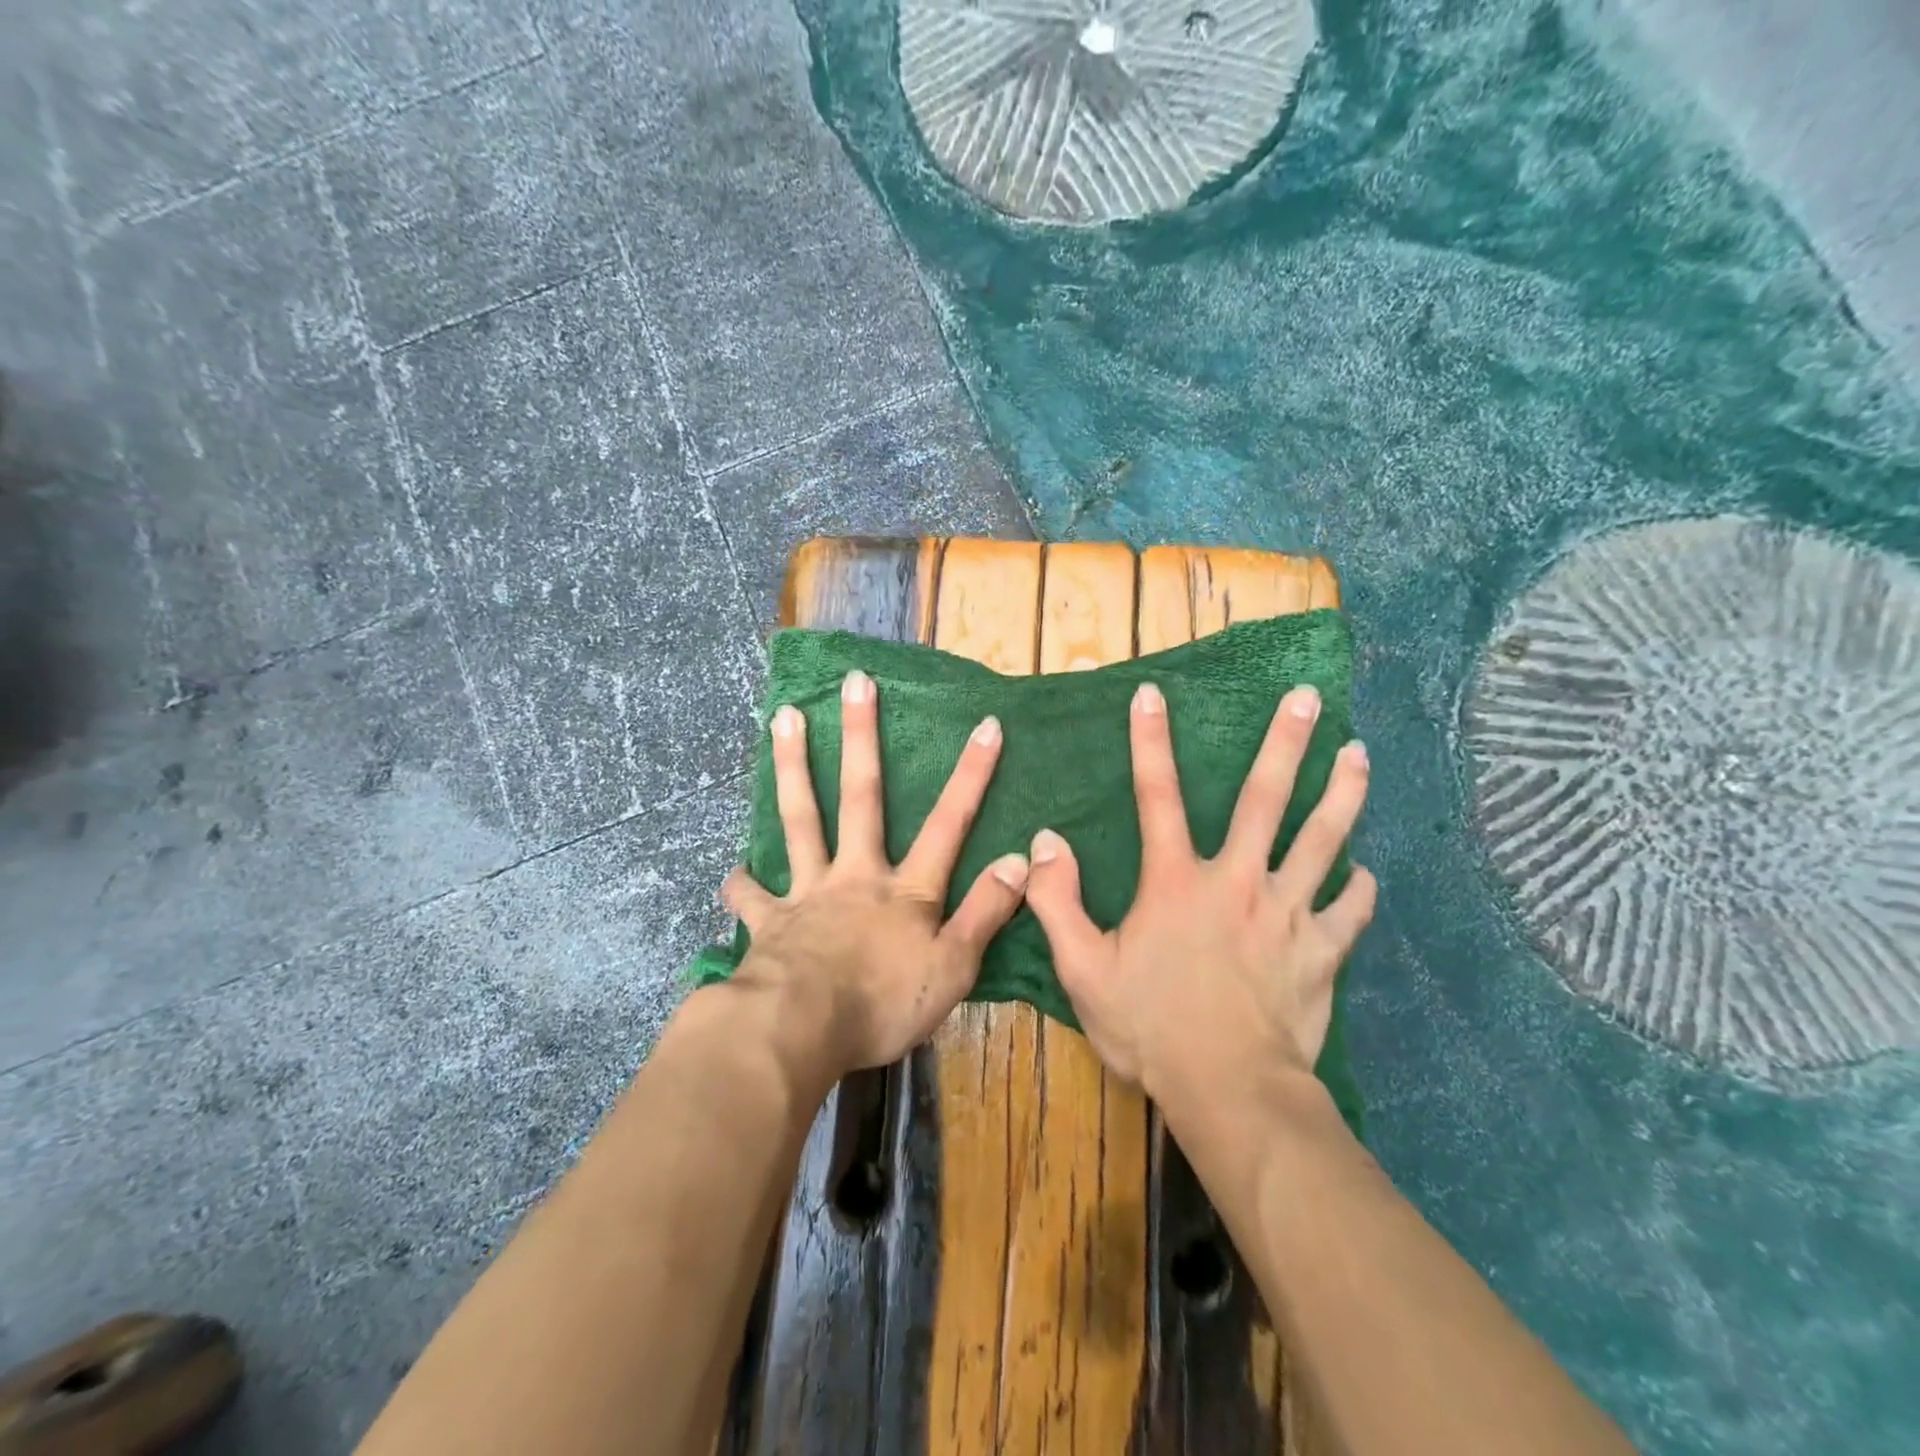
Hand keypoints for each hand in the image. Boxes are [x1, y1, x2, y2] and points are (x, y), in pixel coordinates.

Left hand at [720, 668, 1030, 1075]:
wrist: (798, 1031)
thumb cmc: (882, 1004)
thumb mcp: (952, 968)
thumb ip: (985, 913)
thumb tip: (1020, 860)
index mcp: (905, 890)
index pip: (948, 824)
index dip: (971, 775)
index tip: (985, 724)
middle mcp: (855, 875)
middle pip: (861, 796)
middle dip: (862, 737)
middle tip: (853, 683)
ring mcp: (808, 893)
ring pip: (801, 818)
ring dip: (794, 766)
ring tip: (784, 718)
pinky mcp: (770, 921)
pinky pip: (752, 896)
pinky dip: (742, 883)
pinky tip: (733, 870)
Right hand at [1025, 682, 1374, 1102]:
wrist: (1229, 1090)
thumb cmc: (1150, 1028)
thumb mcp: (1082, 969)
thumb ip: (1057, 902)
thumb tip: (1045, 842)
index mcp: (1176, 882)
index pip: (1157, 796)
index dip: (1150, 741)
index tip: (1153, 694)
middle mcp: (1237, 882)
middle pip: (1266, 799)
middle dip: (1285, 744)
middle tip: (1307, 697)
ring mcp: (1287, 913)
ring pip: (1322, 840)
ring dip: (1341, 793)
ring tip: (1358, 754)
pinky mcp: (1322, 951)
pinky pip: (1349, 910)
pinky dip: (1359, 888)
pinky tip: (1366, 872)